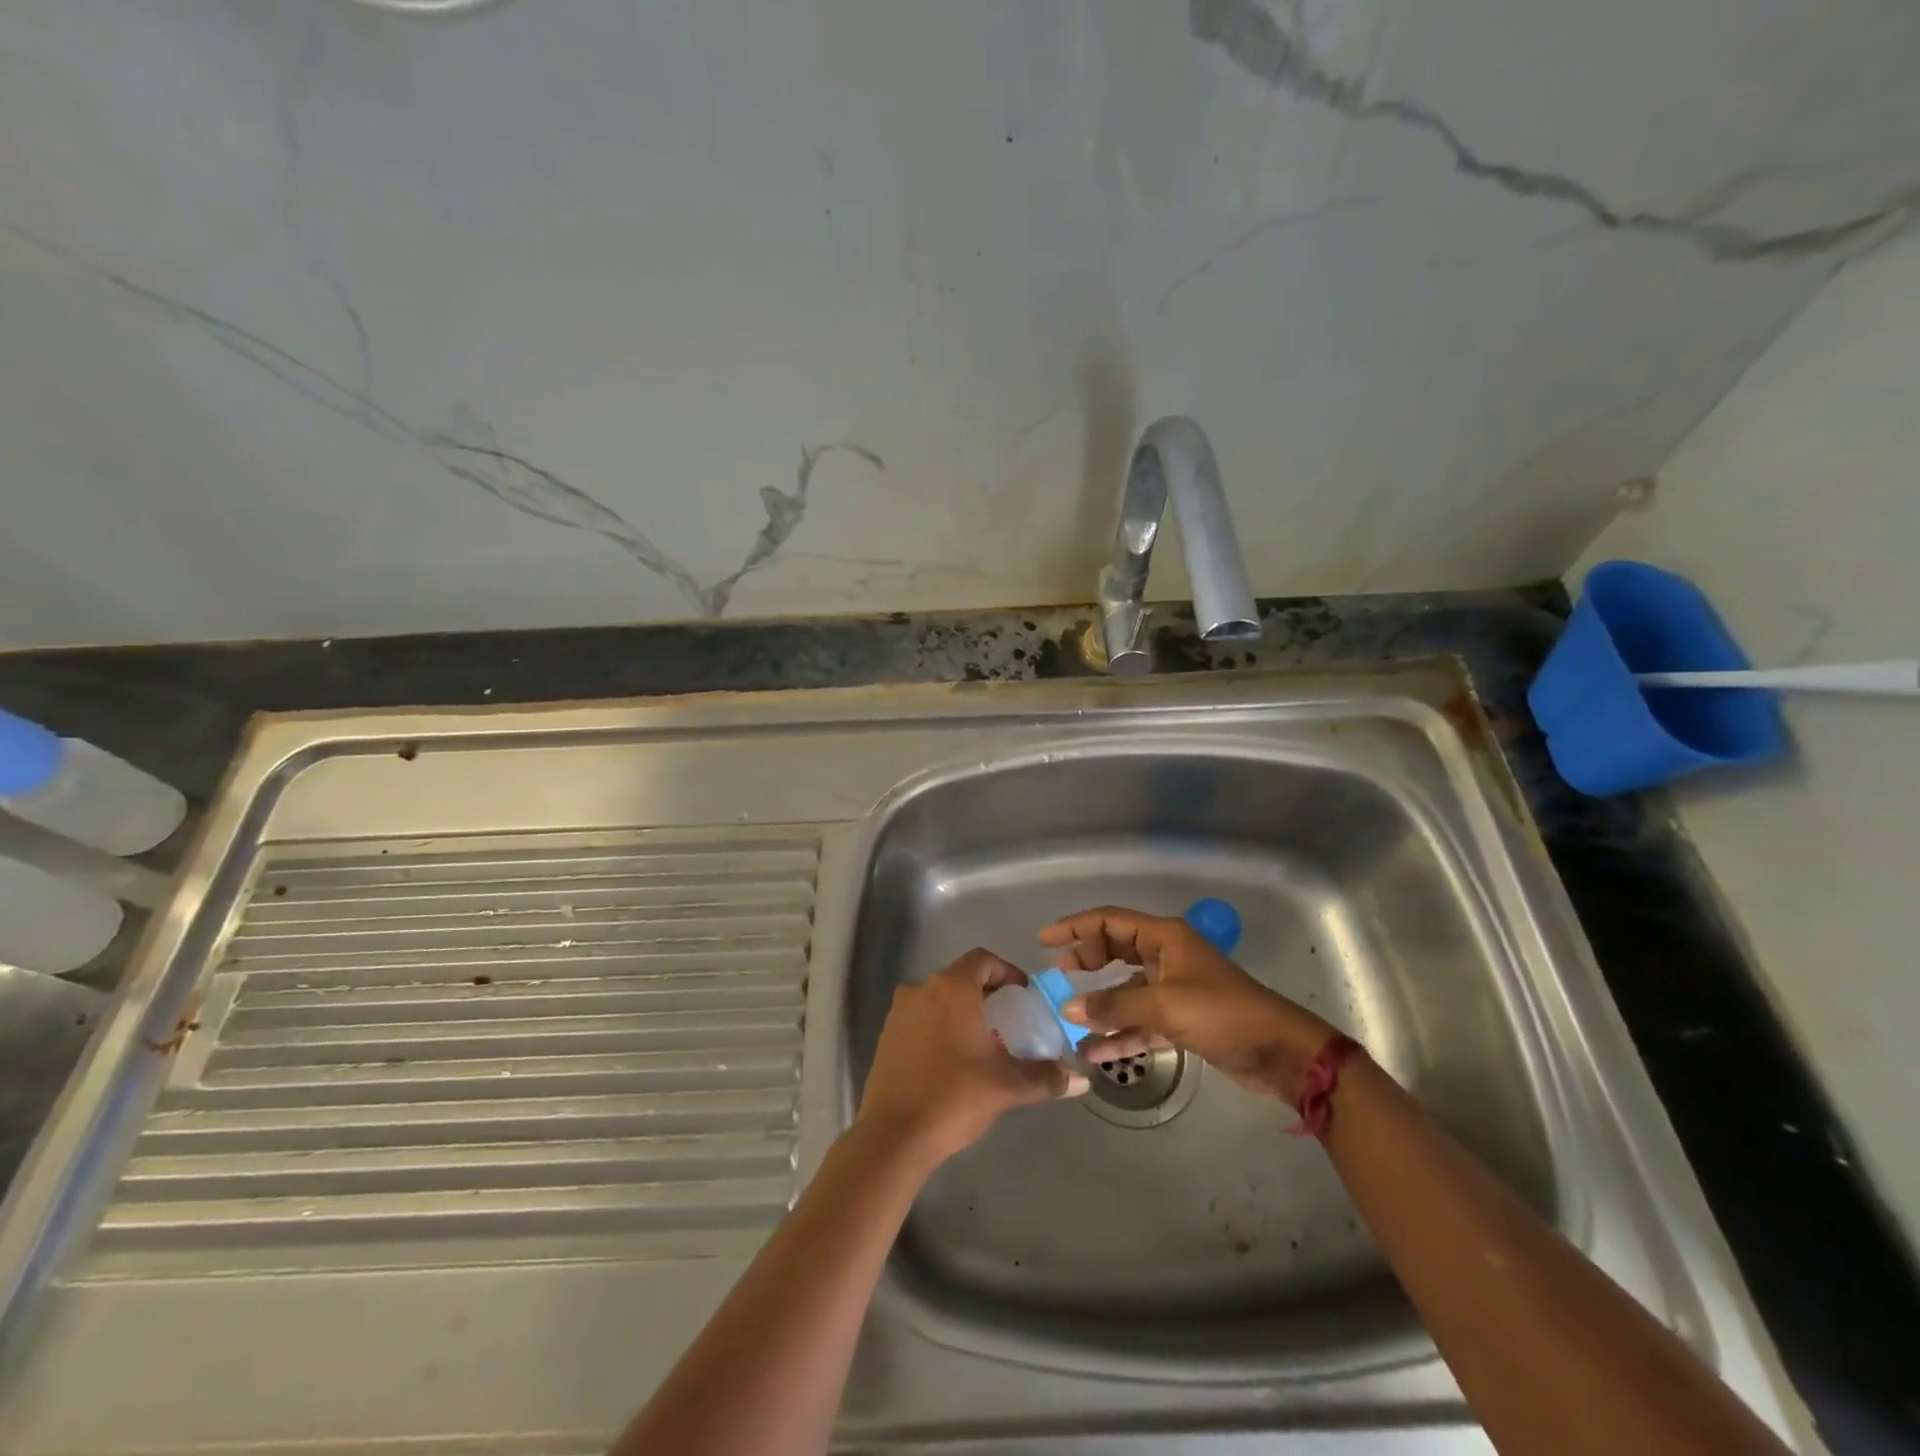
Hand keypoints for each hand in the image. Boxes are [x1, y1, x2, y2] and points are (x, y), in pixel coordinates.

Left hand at [857, 949, 1088, 1169]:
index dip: (1006, 971)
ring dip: (962, 1010)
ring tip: (984, 1040)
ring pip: (938, 998)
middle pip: (959, 977)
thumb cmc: (953, 1097)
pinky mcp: (886, 1037)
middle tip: (1010, 1018)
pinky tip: (954, 1059)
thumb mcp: (1006, 1086)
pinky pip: (920, 1018)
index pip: (982, 959)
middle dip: (986, 992)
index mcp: (951, 988)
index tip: (1023, 993)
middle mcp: (921, 989)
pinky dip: (940, 1027)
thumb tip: (1079, 1080)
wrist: (892, 1136)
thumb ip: (1044, 1077)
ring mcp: (899, 1013)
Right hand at [1040, 906, 1338, 1102]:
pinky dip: (1120, 1033)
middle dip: (1086, 963)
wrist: (1280, 1052)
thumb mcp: (1165, 1006)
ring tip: (1070, 1020)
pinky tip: (1096, 1054)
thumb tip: (1070, 1007)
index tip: (1045, 940)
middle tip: (1058, 977)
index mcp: (1165, 938)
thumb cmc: (1223, 1014)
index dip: (1076, 926)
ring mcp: (1173, 988)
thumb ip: (1115, 1005)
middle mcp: (1166, 956)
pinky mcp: (1181, 1019)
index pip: (1111, 921)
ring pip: (1126, 990)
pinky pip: (1140, 1020)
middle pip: (1116, 950)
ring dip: (1101, 1006)